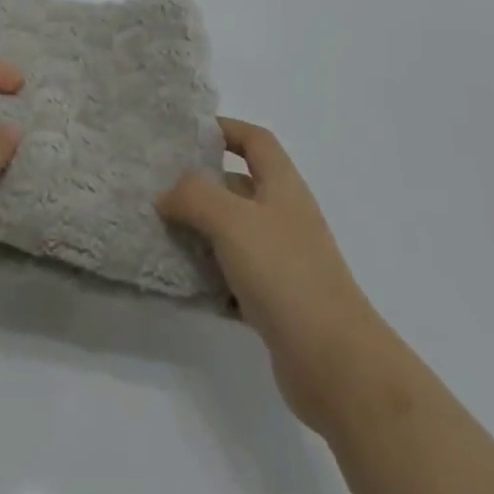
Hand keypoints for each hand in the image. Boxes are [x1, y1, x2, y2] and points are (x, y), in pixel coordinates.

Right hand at [158, 118, 387, 435]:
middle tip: (158, 188)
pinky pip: (234, 277)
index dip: (225, 129)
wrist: (335, 364)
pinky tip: (181, 283)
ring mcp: (283, 261)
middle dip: (200, 185)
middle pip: (239, 187)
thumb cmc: (285, 273)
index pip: (255, 141)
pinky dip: (210, 277)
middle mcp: (284, 217)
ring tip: (159, 233)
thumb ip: (195, 195)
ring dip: (200, 232)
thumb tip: (167, 192)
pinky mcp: (276, 303)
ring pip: (233, 234)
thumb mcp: (232, 220)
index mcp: (282, 186)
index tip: (187, 134)